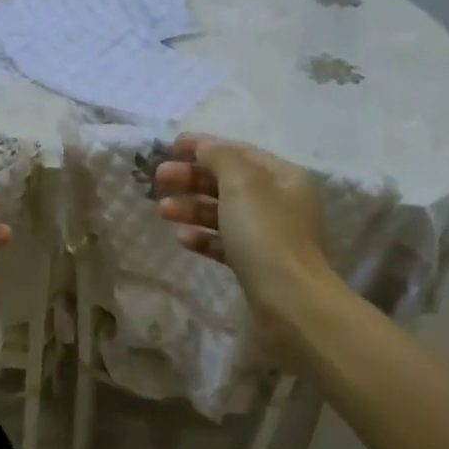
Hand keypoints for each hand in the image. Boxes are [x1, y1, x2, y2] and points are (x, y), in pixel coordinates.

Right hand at [155, 135, 333, 325]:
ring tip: (163, 210)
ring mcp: (268, 236)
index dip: (204, 146)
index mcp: (283, 177)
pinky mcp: (256, 266)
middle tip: (160, 179)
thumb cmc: (265, 234)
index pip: (239, 152)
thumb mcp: (242, 184)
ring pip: (224, 213)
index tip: (170, 147)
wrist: (289, 301)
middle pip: (229, 182)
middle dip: (193, 178)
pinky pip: (225, 243)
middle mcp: (279, 203)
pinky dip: (204, 237)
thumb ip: (220, 157)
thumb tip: (204, 146)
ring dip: (192, 208)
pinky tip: (182, 238)